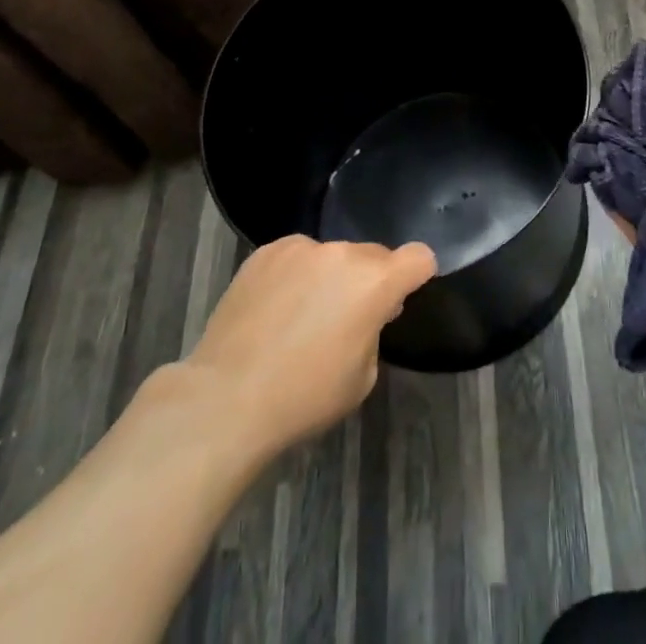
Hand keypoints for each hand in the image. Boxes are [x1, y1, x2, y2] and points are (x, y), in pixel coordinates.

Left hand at [167, 234, 436, 455]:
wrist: (226, 397)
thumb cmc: (303, 396)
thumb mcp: (361, 377)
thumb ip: (373, 332)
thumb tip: (365, 313)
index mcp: (375, 282)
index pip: (419, 257)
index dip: (418, 274)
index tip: (402, 295)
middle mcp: (343, 253)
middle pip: (372, 256)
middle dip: (368, 281)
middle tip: (344, 319)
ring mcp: (302, 247)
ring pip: (331, 256)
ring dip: (329, 277)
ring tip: (300, 317)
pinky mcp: (266, 252)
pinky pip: (296, 257)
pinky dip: (295, 276)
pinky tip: (273, 310)